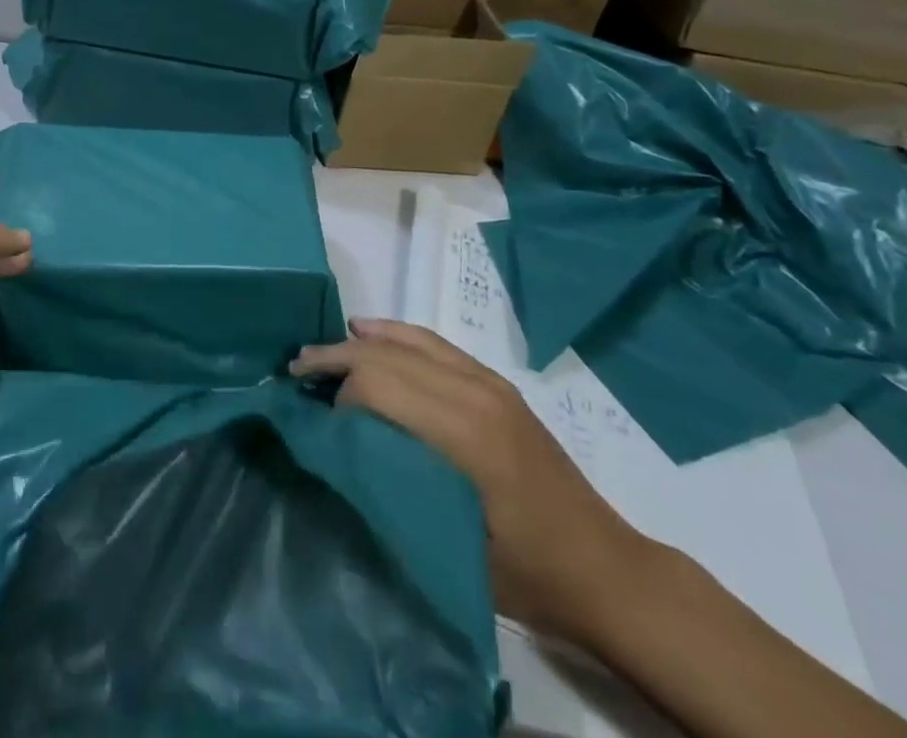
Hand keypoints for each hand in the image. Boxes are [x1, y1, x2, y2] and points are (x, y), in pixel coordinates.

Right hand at [291, 317, 658, 644]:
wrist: (610, 571)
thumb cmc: (533, 575)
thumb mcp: (458, 551)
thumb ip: (400, 494)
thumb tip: (339, 456)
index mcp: (468, 435)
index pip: (382, 384)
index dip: (340, 396)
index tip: (317, 422)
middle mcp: (475, 393)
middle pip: (388, 356)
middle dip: (337, 358)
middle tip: (296, 372)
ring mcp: (488, 383)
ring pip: (408, 341)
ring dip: (360, 343)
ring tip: (319, 352)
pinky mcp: (495, 385)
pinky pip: (433, 344)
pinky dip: (395, 334)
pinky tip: (367, 332)